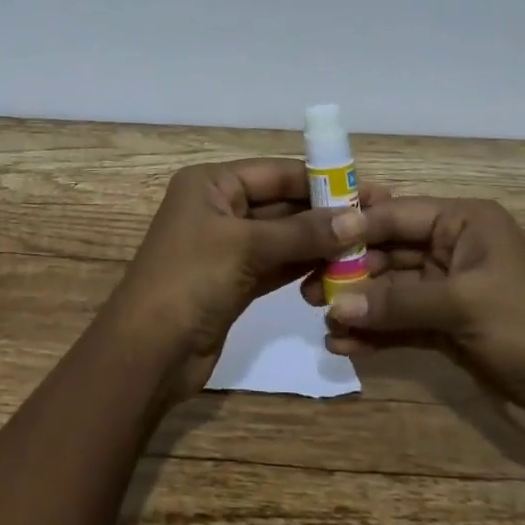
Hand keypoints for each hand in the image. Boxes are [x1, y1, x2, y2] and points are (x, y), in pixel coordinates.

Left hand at [106, 159, 363, 400]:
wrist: (148, 351)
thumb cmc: (190, 280)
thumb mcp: (246, 247)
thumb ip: (301, 232)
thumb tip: (355, 220)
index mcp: (211, 184)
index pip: (274, 172)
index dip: (320, 179)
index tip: (365, 188)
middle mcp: (219, 208)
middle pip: (280, 203)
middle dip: (324, 211)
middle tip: (375, 218)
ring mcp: (227, 247)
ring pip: (282, 236)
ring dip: (319, 241)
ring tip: (367, 244)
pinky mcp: (235, 281)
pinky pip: (277, 264)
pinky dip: (304, 265)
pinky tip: (339, 268)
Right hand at [300, 196, 524, 417]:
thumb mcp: (461, 304)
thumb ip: (396, 302)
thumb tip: (336, 307)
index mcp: (465, 223)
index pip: (398, 214)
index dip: (356, 224)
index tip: (312, 235)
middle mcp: (454, 249)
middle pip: (390, 251)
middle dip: (351, 269)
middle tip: (308, 284)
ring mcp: (449, 290)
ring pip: (392, 288)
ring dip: (359, 303)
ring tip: (321, 317)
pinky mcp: (448, 328)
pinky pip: (402, 322)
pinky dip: (376, 332)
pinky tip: (345, 345)